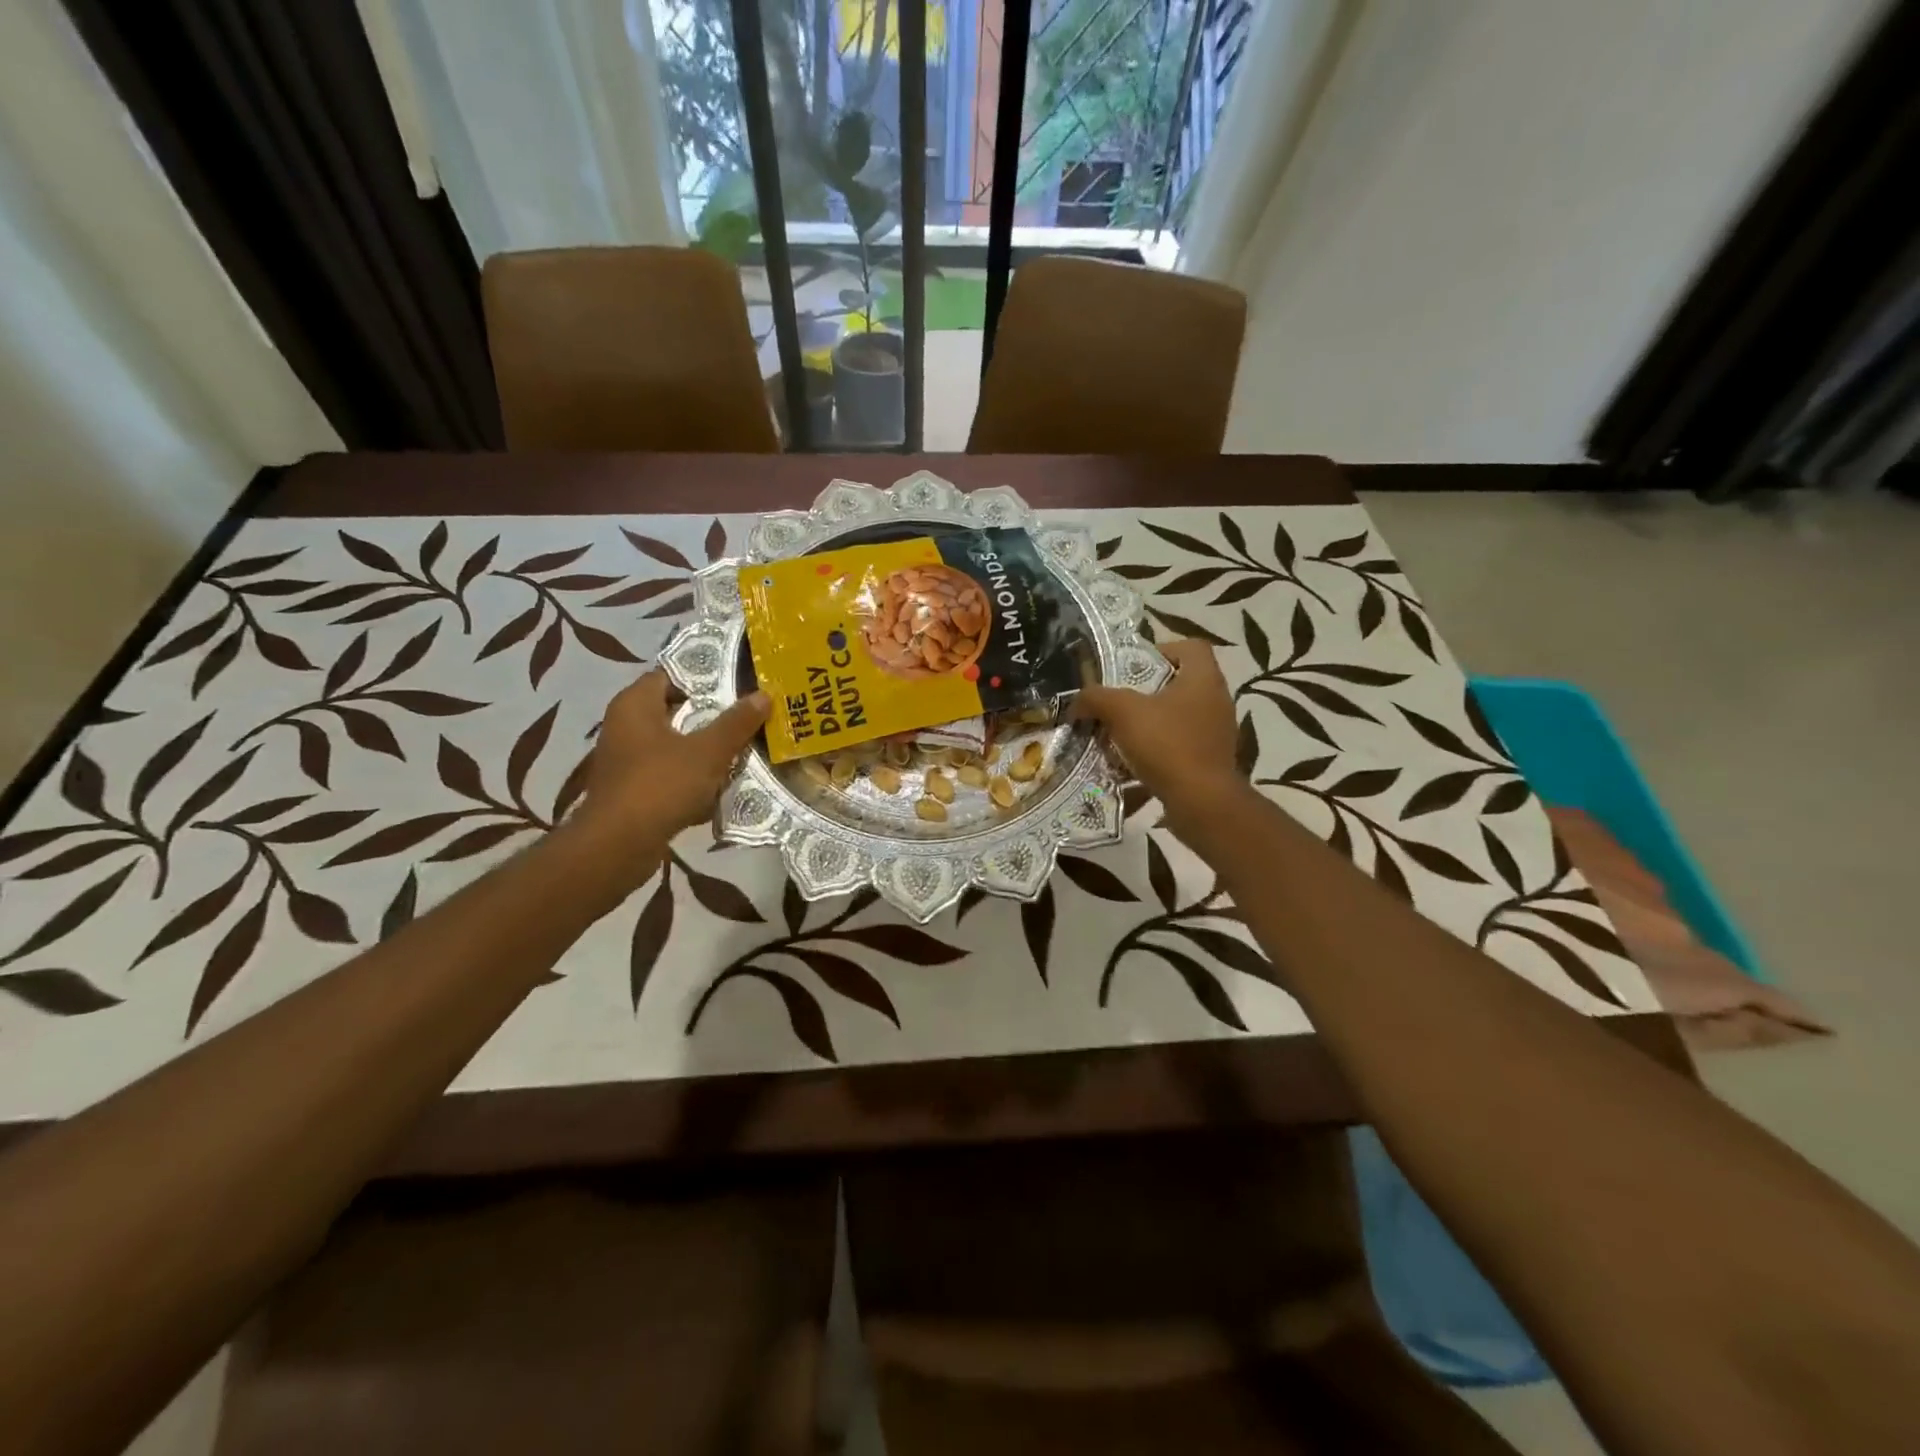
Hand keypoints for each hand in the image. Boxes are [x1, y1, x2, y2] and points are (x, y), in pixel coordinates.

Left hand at [578, 672, 769, 838]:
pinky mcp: (633, 790)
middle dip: (712, 715)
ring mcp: (627, 760)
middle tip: (749, 714)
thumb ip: (736, 723)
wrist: (618, 846)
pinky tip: (722, 787)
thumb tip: (763, 695)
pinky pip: (670, 774)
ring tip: (744, 748)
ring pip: (675, 745)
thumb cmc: (660, 785)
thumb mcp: (707, 752)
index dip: (705, 676)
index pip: (671, 674)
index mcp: (635, 705)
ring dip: (706, 749)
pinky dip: (694, 777)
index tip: (739, 681)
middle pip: (676, 710)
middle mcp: (625, 726)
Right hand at [1073, 640, 1246, 834]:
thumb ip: (1096, 698)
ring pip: (1177, 717)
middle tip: (1117, 702)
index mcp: (1204, 679)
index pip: (1190, 647)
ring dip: (1148, 724)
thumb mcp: (1122, 713)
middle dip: (1145, 692)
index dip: (1161, 650)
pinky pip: (1179, 747)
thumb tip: (1077, 702)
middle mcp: (1216, 701)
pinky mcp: (1211, 761)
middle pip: (1179, 683)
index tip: (1133, 668)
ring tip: (1118, 735)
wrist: (1201, 802)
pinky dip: (1156, 752)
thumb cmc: (1167, 745)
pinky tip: (1130, 765)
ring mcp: (1216, 733)